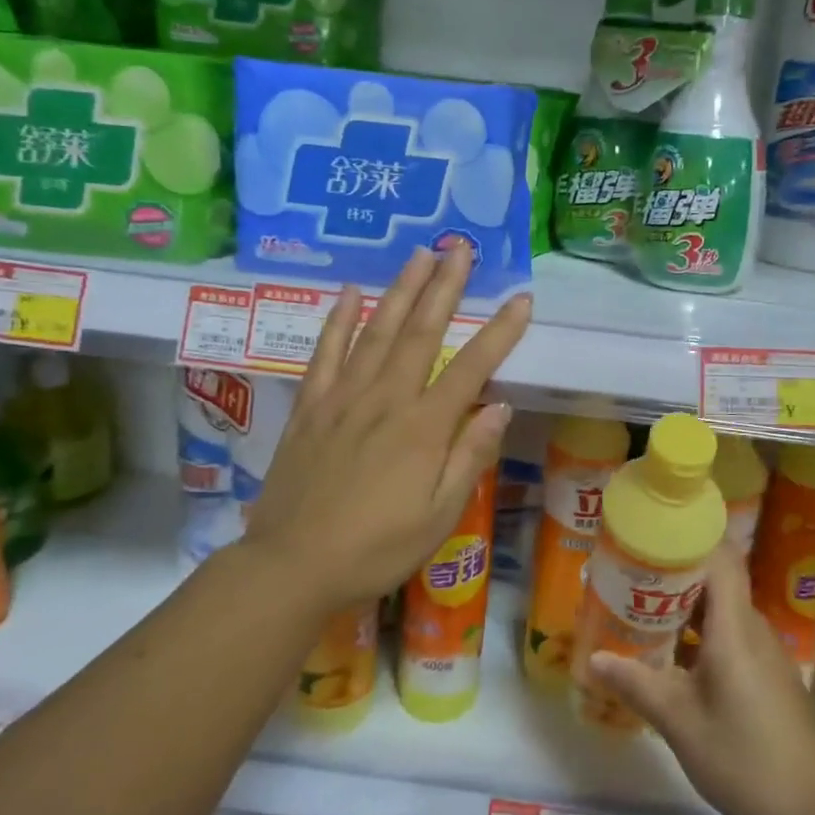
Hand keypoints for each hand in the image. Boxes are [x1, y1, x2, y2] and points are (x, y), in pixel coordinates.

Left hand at [232, 245, 529, 613]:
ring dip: (400, 289)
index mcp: (424, 428)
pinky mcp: (310, 407)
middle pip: (422, 332)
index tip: (521, 299)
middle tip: (461, 247)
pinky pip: (325, 353)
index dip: (500, 332)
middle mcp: (386, 400)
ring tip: (418, 254)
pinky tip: (349, 292)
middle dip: (445, 286)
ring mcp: (343, 399)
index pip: (471, 368)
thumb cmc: (376, 549)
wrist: (292, 566)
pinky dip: (338, 320)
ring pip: (376, 331)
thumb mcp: (439, 515)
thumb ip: (470, 457)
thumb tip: (500, 406)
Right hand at [586, 543, 814, 814]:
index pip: (719, 558)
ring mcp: (764, 652)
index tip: (648, 538)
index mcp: (734, 626)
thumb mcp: (680, 722)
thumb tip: (593, 659)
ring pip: (721, 611)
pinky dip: (700, 636)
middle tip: (628, 578)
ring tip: (640, 614)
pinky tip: (672, 659)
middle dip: (672, 576)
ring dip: (684, 609)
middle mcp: (753, 628)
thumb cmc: (745, 757)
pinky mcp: (768, 676)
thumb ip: (636, 684)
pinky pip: (730, 636)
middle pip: (715, 581)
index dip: (687, 539)